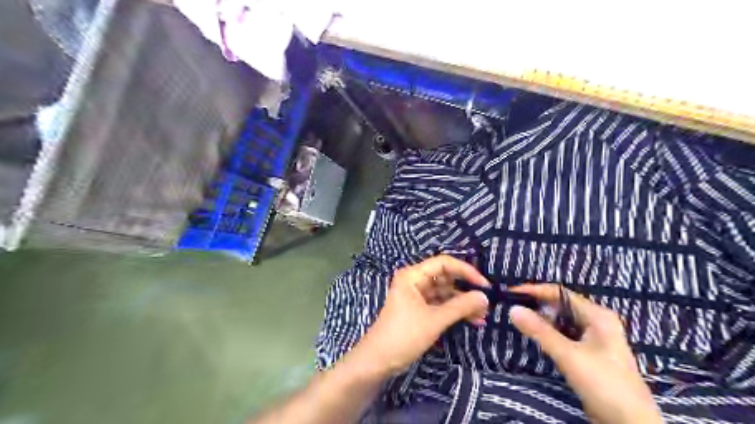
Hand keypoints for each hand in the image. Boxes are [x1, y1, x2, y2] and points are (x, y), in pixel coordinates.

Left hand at [353, 257, 492, 379]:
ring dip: (462, 303)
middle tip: (486, 302)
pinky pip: (441, 305)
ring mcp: (417, 296)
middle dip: (466, 289)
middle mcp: (415, 281)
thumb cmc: (404, 335)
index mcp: (413, 275)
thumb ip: (460, 306)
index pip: (443, 263)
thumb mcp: (434, 320)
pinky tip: (472, 320)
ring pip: (445, 293)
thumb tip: (484, 297)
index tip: (484, 285)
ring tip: (483, 315)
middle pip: (445, 277)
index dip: (465, 271)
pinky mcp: (420, 310)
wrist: (379, 360)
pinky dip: (455, 311)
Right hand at [507, 283, 661, 423]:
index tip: (511, 293)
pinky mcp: (590, 353)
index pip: (560, 293)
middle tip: (512, 307)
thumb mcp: (569, 356)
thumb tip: (513, 309)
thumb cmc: (604, 385)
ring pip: (562, 321)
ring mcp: (595, 338)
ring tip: (519, 320)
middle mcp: (597, 322)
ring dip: (542, 320)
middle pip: (561, 305)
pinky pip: (565, 335)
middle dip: (537, 305)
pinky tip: (536, 337)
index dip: (534, 291)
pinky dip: (549, 333)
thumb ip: (540, 331)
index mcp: (598, 315)